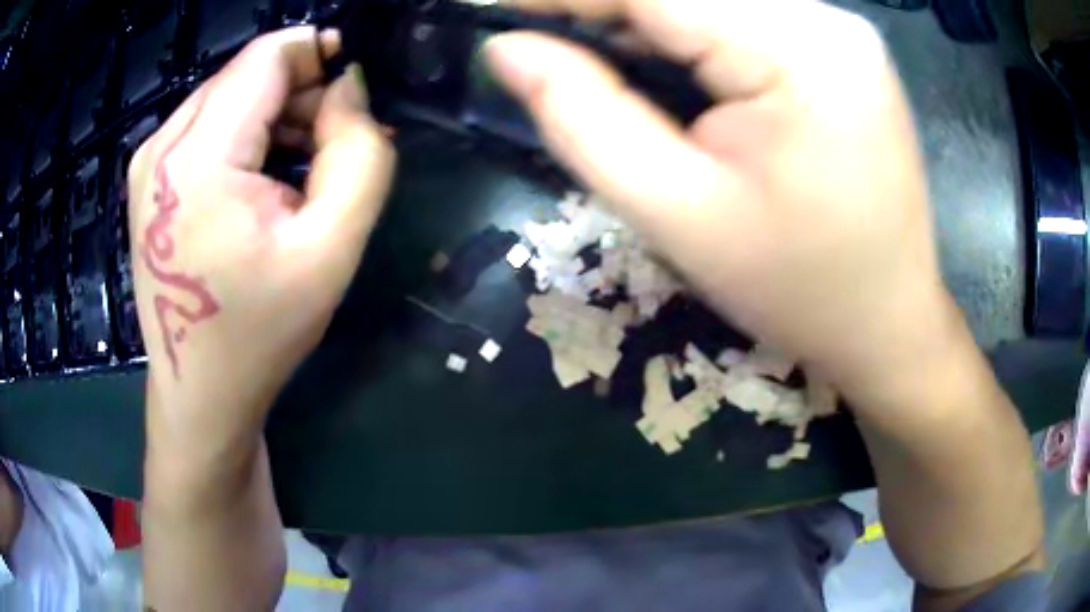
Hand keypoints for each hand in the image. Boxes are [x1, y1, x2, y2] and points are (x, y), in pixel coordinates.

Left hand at [128, 27, 393, 460]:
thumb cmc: (261, 332)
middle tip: (331, 148)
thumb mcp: (330, 248)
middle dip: (299, 93)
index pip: (268, 56)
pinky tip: (260, 187)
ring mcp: (148, 161)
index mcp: (197, 157)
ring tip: (296, 177)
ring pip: (228, 97)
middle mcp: (162, 145)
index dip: (320, 56)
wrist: (200, 394)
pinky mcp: (149, 179)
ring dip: (273, 118)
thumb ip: (359, 153)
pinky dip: (245, 138)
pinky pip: (208, 126)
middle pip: (246, 74)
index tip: (355, 97)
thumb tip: (351, 87)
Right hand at [486, 0, 960, 405]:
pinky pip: (746, 14)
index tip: (498, 10)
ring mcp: (841, 29)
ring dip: (648, 20)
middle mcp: (828, 18)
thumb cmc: (796, 289)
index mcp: (797, 51)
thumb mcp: (677, 214)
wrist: (888, 323)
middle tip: (546, 41)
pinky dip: (692, 29)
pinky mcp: (843, 46)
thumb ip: (582, 116)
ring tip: (603, 61)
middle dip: (607, 9)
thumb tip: (508, 49)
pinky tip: (674, 69)